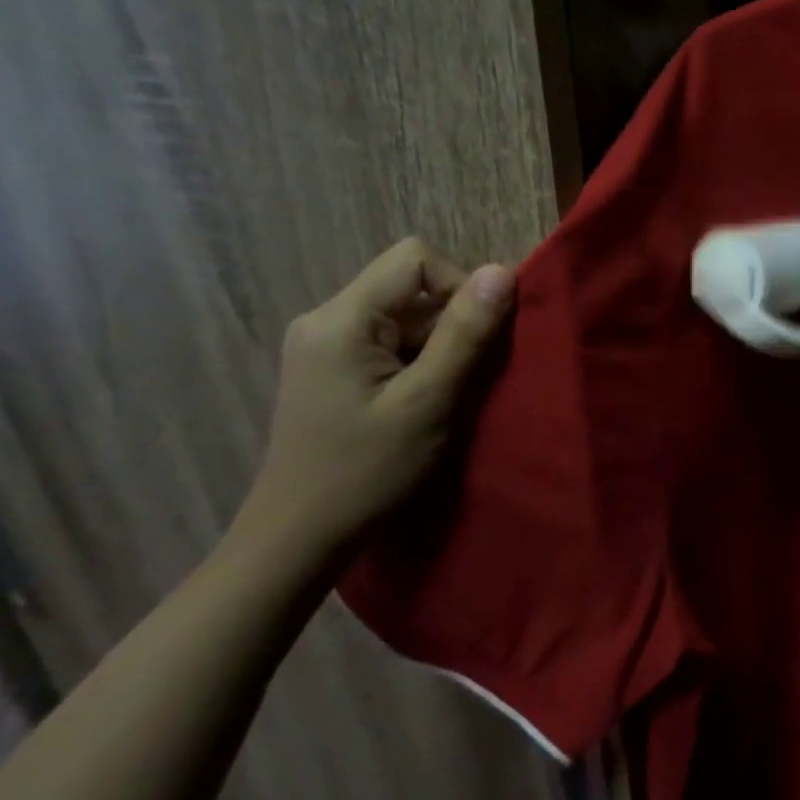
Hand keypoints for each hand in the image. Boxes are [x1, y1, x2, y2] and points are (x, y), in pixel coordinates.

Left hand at [244, 237, 514, 556]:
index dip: (460, 286)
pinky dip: (419, 362)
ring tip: (444, 397)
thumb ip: (465, 334)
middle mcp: (326, 319)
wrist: (297, 539)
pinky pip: (390, 341)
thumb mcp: (428, 402)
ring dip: (438, 346)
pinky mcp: (331, 368)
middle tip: (466, 377)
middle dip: (452, 323)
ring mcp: (325, 344)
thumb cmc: (366, 472)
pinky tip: (423, 402)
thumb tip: (503, 271)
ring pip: (405, 316)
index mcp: (341, 319)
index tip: (479, 338)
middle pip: (410, 287)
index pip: (415, 260)